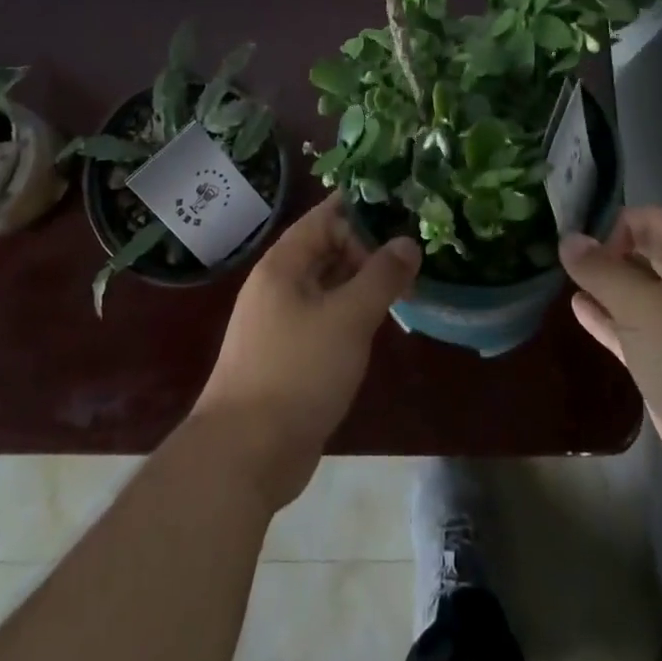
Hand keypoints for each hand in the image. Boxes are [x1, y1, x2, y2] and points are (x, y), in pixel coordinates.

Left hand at [192, 193, 421, 510]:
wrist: (245, 454)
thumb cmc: (297, 372)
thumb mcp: (348, 318)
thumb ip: (381, 276)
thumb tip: (408, 241)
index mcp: (284, 263)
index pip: (326, 216)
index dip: (363, 208)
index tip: (404, 206)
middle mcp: (280, 284)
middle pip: (329, 248)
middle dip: (370, 247)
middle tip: (416, 251)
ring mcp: (282, 320)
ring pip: (330, 284)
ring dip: (364, 281)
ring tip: (409, 280)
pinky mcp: (290, 353)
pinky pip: (327, 316)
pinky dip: (353, 311)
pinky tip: (382, 319)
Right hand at [560, 206, 661, 510]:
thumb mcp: (644, 308)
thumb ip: (602, 272)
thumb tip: (567, 239)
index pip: (656, 220)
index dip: (620, 222)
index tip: (583, 239)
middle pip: (645, 255)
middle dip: (608, 251)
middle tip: (563, 253)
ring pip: (636, 295)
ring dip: (603, 285)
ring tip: (561, 277)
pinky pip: (630, 331)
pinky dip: (605, 319)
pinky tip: (576, 310)